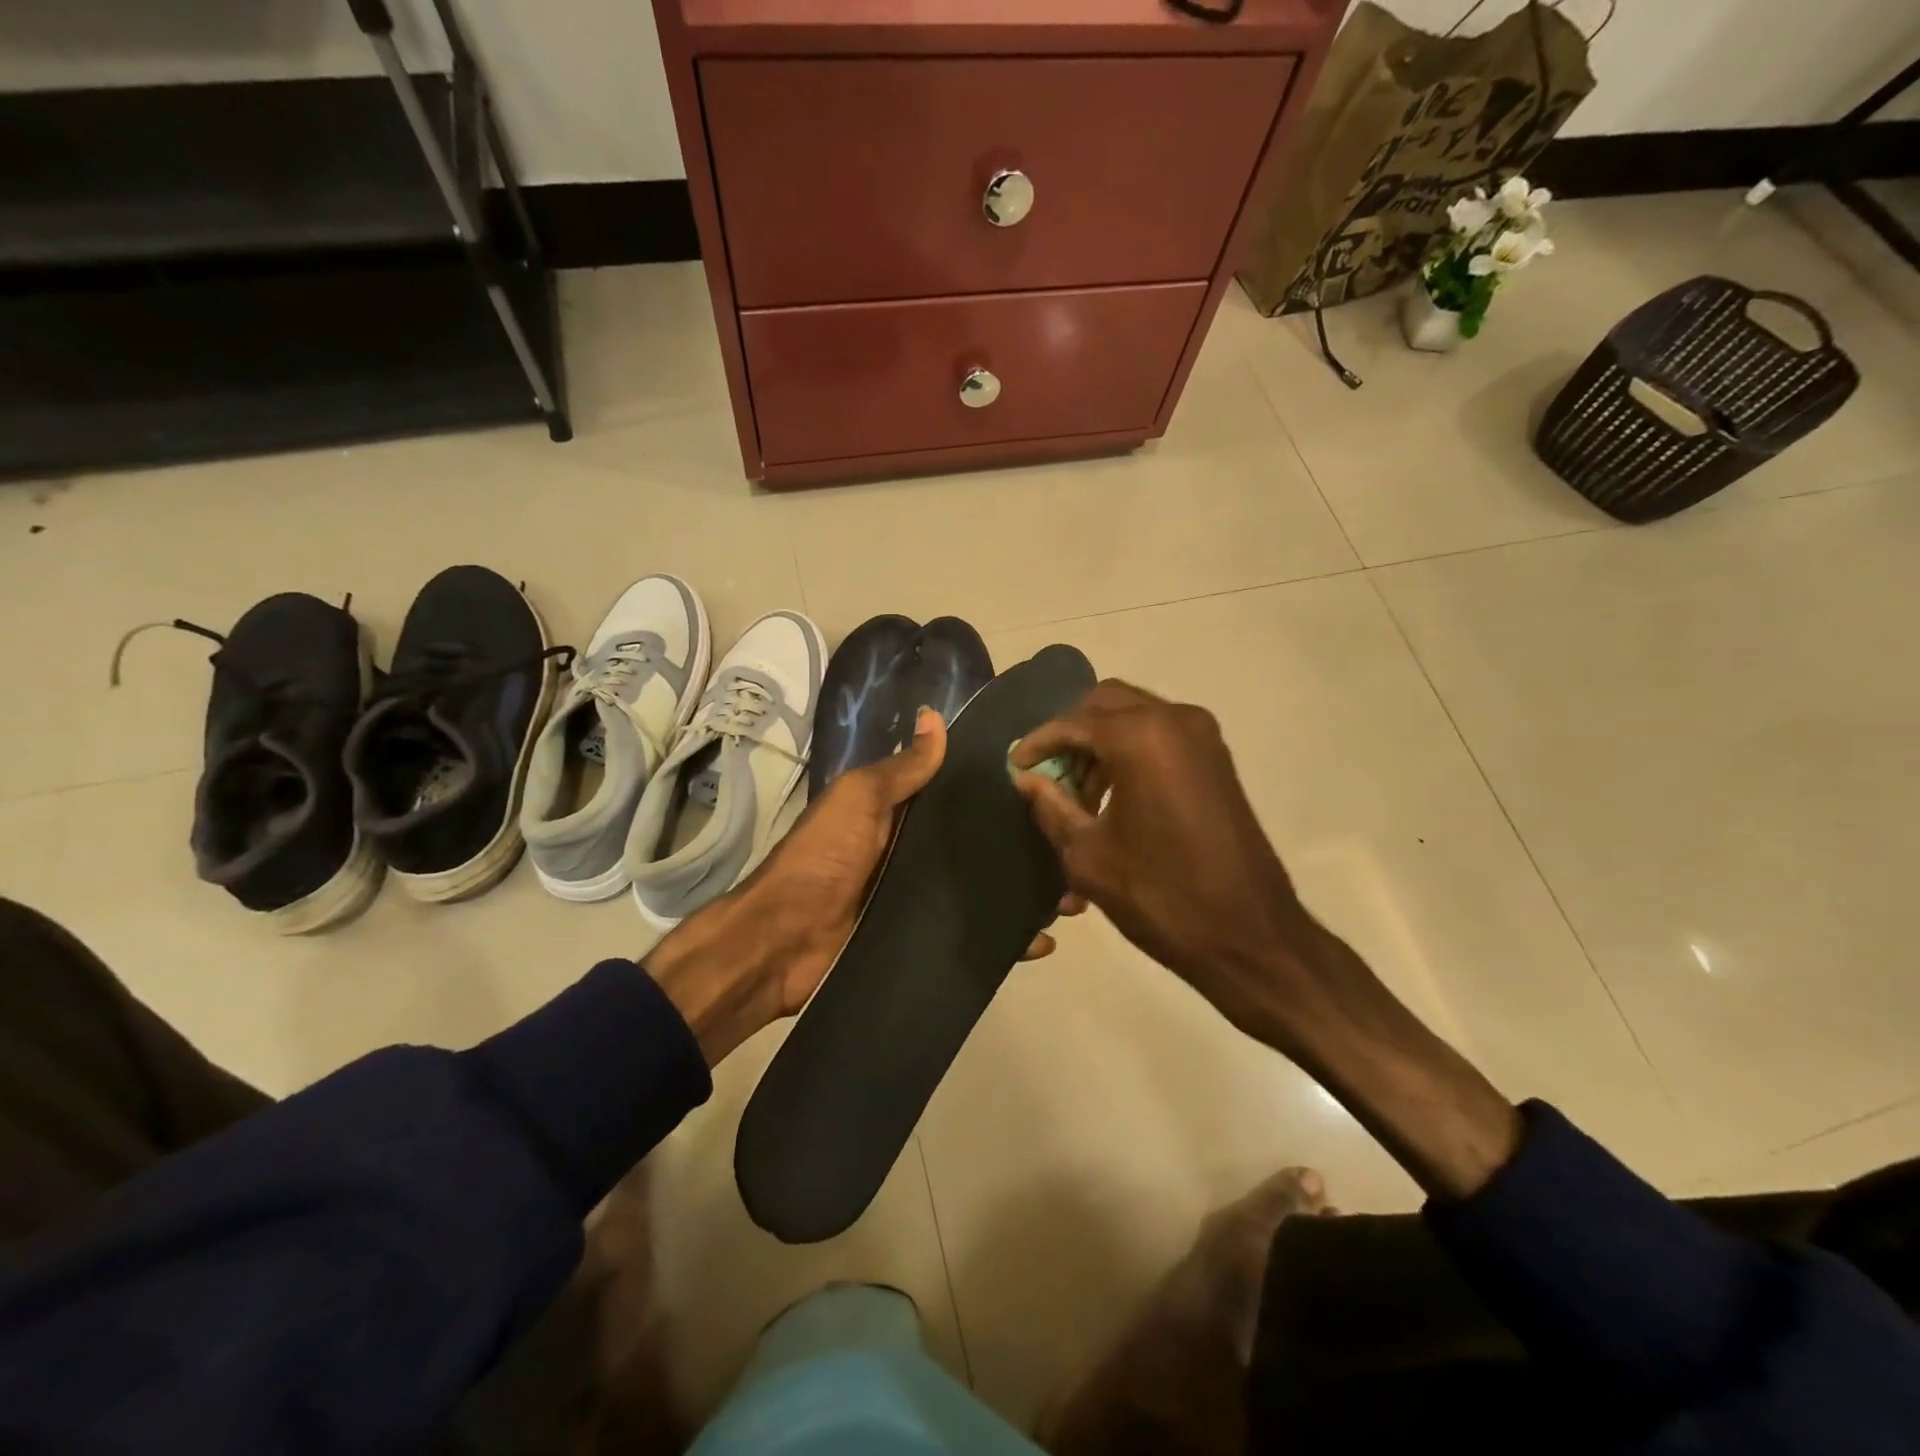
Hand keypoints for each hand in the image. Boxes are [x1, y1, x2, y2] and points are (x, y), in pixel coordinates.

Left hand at [647, 707, 1067, 1064]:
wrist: (781, 942)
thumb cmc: (822, 859)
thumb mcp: (858, 800)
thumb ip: (901, 769)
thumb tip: (935, 717)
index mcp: (902, 814)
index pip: (961, 795)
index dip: (1002, 790)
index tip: (1055, 784)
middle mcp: (918, 854)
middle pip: (982, 845)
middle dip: (1027, 846)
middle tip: (1078, 846)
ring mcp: (923, 901)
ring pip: (986, 891)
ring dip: (1028, 894)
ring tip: (1075, 897)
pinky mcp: (925, 941)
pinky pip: (974, 937)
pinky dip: (1008, 941)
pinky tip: (1045, 943)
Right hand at [1010, 681, 1320, 1037]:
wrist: (1249, 934)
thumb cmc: (1160, 895)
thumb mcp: (1087, 855)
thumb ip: (1050, 806)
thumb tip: (1026, 779)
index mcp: (1141, 737)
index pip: (1072, 722)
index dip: (1037, 743)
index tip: (1013, 766)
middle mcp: (1175, 720)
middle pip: (1105, 704)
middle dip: (1070, 734)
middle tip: (1047, 775)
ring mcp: (1203, 736)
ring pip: (1134, 717)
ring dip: (1100, 745)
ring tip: (1077, 796)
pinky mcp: (1216, 758)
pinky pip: (1159, 736)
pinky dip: (1129, 753)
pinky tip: (1112, 798)